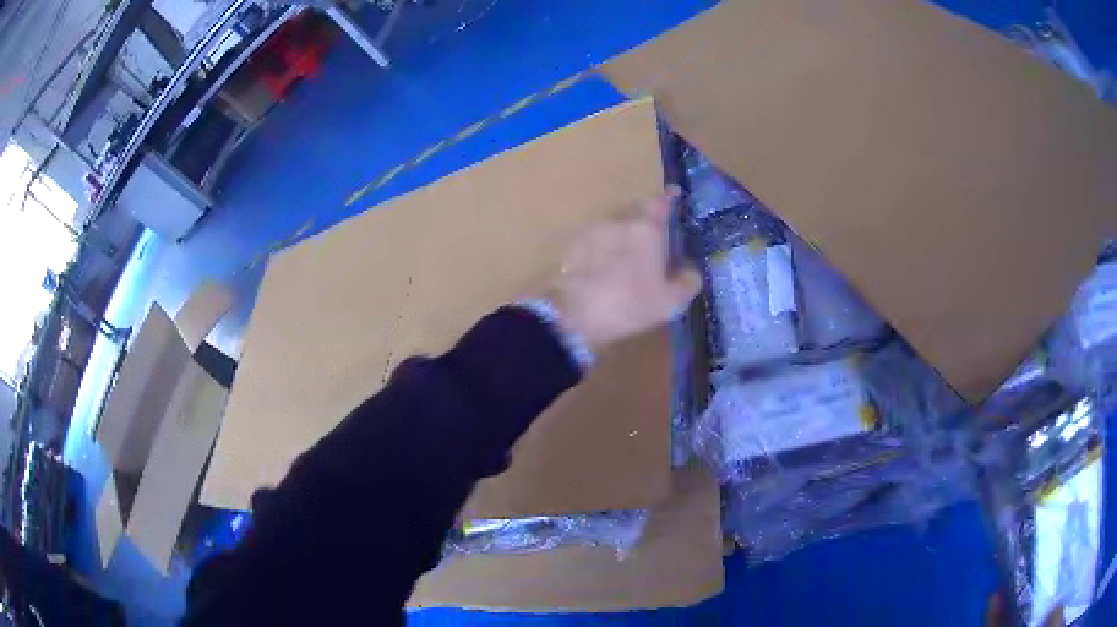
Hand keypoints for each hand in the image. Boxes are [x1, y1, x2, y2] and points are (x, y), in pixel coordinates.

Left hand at [550, 186, 702, 348]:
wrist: (571, 313)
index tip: (674, 194)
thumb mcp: (670, 302)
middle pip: (635, 209)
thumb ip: (687, 282)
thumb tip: (691, 271)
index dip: (669, 198)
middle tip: (654, 228)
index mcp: (647, 228)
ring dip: (622, 231)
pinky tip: (603, 262)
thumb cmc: (628, 305)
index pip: (661, 202)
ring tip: (628, 248)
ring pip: (613, 223)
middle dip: (646, 214)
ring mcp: (591, 230)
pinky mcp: (570, 245)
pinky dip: (602, 245)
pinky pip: (593, 239)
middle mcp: (619, 220)